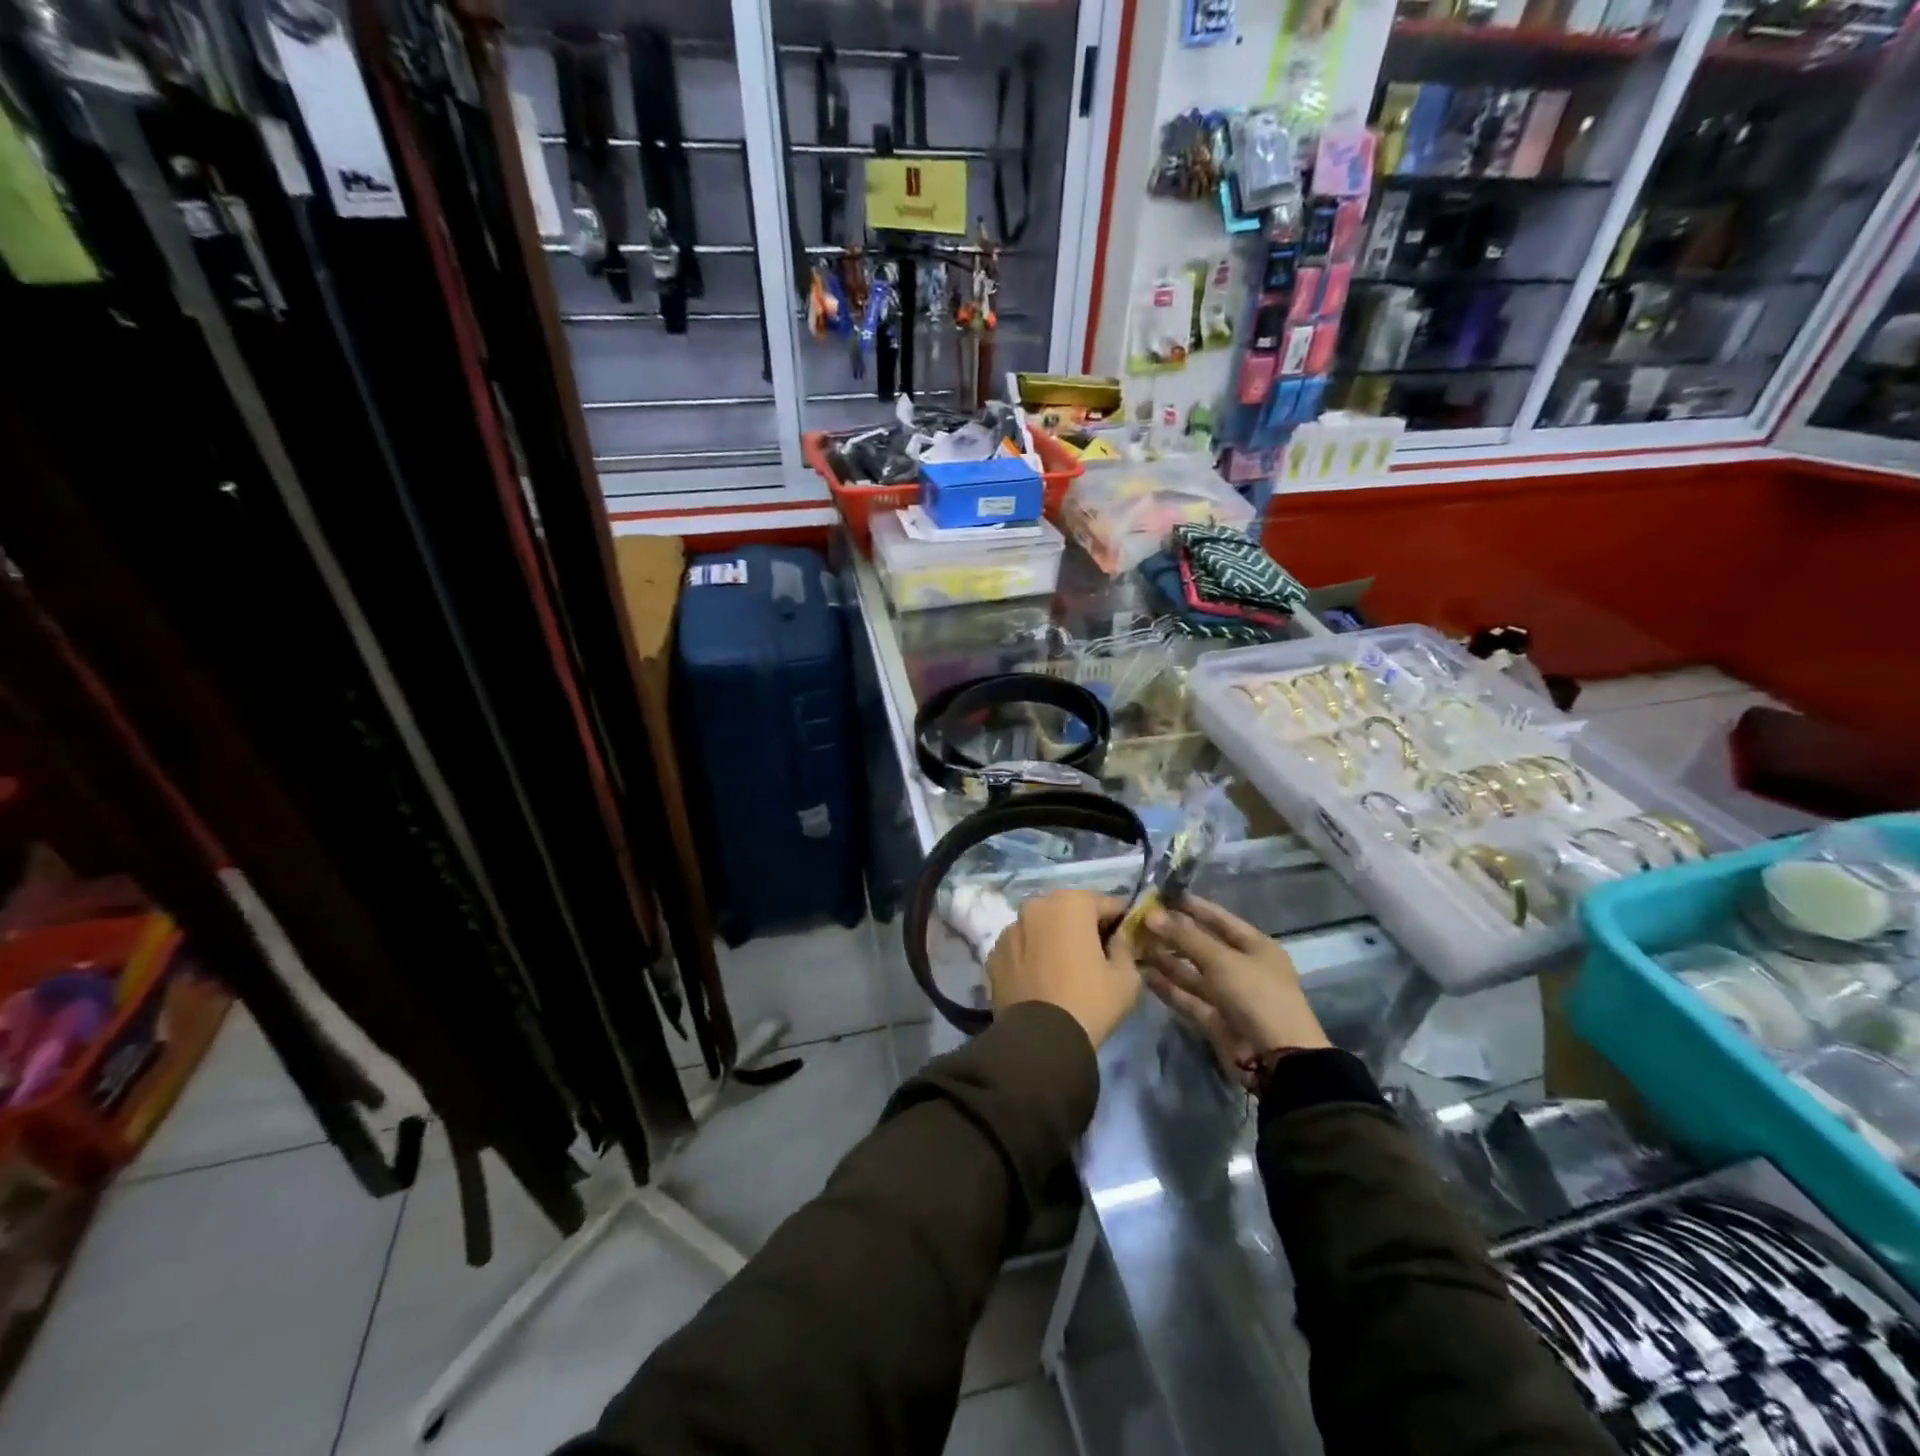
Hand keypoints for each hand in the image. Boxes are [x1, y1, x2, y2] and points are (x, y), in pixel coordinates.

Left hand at [986, 890, 1140, 1048]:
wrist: (1041, 1041)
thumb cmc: (1090, 1001)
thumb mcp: (1127, 977)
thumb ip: (1125, 947)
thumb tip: (1118, 938)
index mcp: (1071, 902)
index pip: (1107, 904)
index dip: (1120, 923)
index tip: (1125, 943)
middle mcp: (1036, 905)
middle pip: (1069, 911)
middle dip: (1083, 927)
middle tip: (1095, 956)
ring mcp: (1010, 928)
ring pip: (1041, 927)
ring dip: (1053, 939)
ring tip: (1064, 970)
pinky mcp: (994, 954)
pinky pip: (1021, 948)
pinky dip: (1031, 956)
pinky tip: (1041, 981)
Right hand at [1140, 897, 1329, 1057]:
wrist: (1277, 1060)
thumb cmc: (1257, 996)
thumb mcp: (1222, 960)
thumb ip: (1185, 937)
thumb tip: (1152, 914)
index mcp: (1255, 946)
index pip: (1219, 918)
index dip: (1191, 906)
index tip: (1161, 895)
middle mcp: (1241, 967)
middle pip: (1202, 945)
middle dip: (1172, 933)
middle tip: (1139, 921)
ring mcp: (1228, 994)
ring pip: (1191, 971)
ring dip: (1165, 959)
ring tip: (1134, 944)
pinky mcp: (1214, 1018)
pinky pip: (1187, 997)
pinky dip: (1167, 987)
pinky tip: (1143, 974)